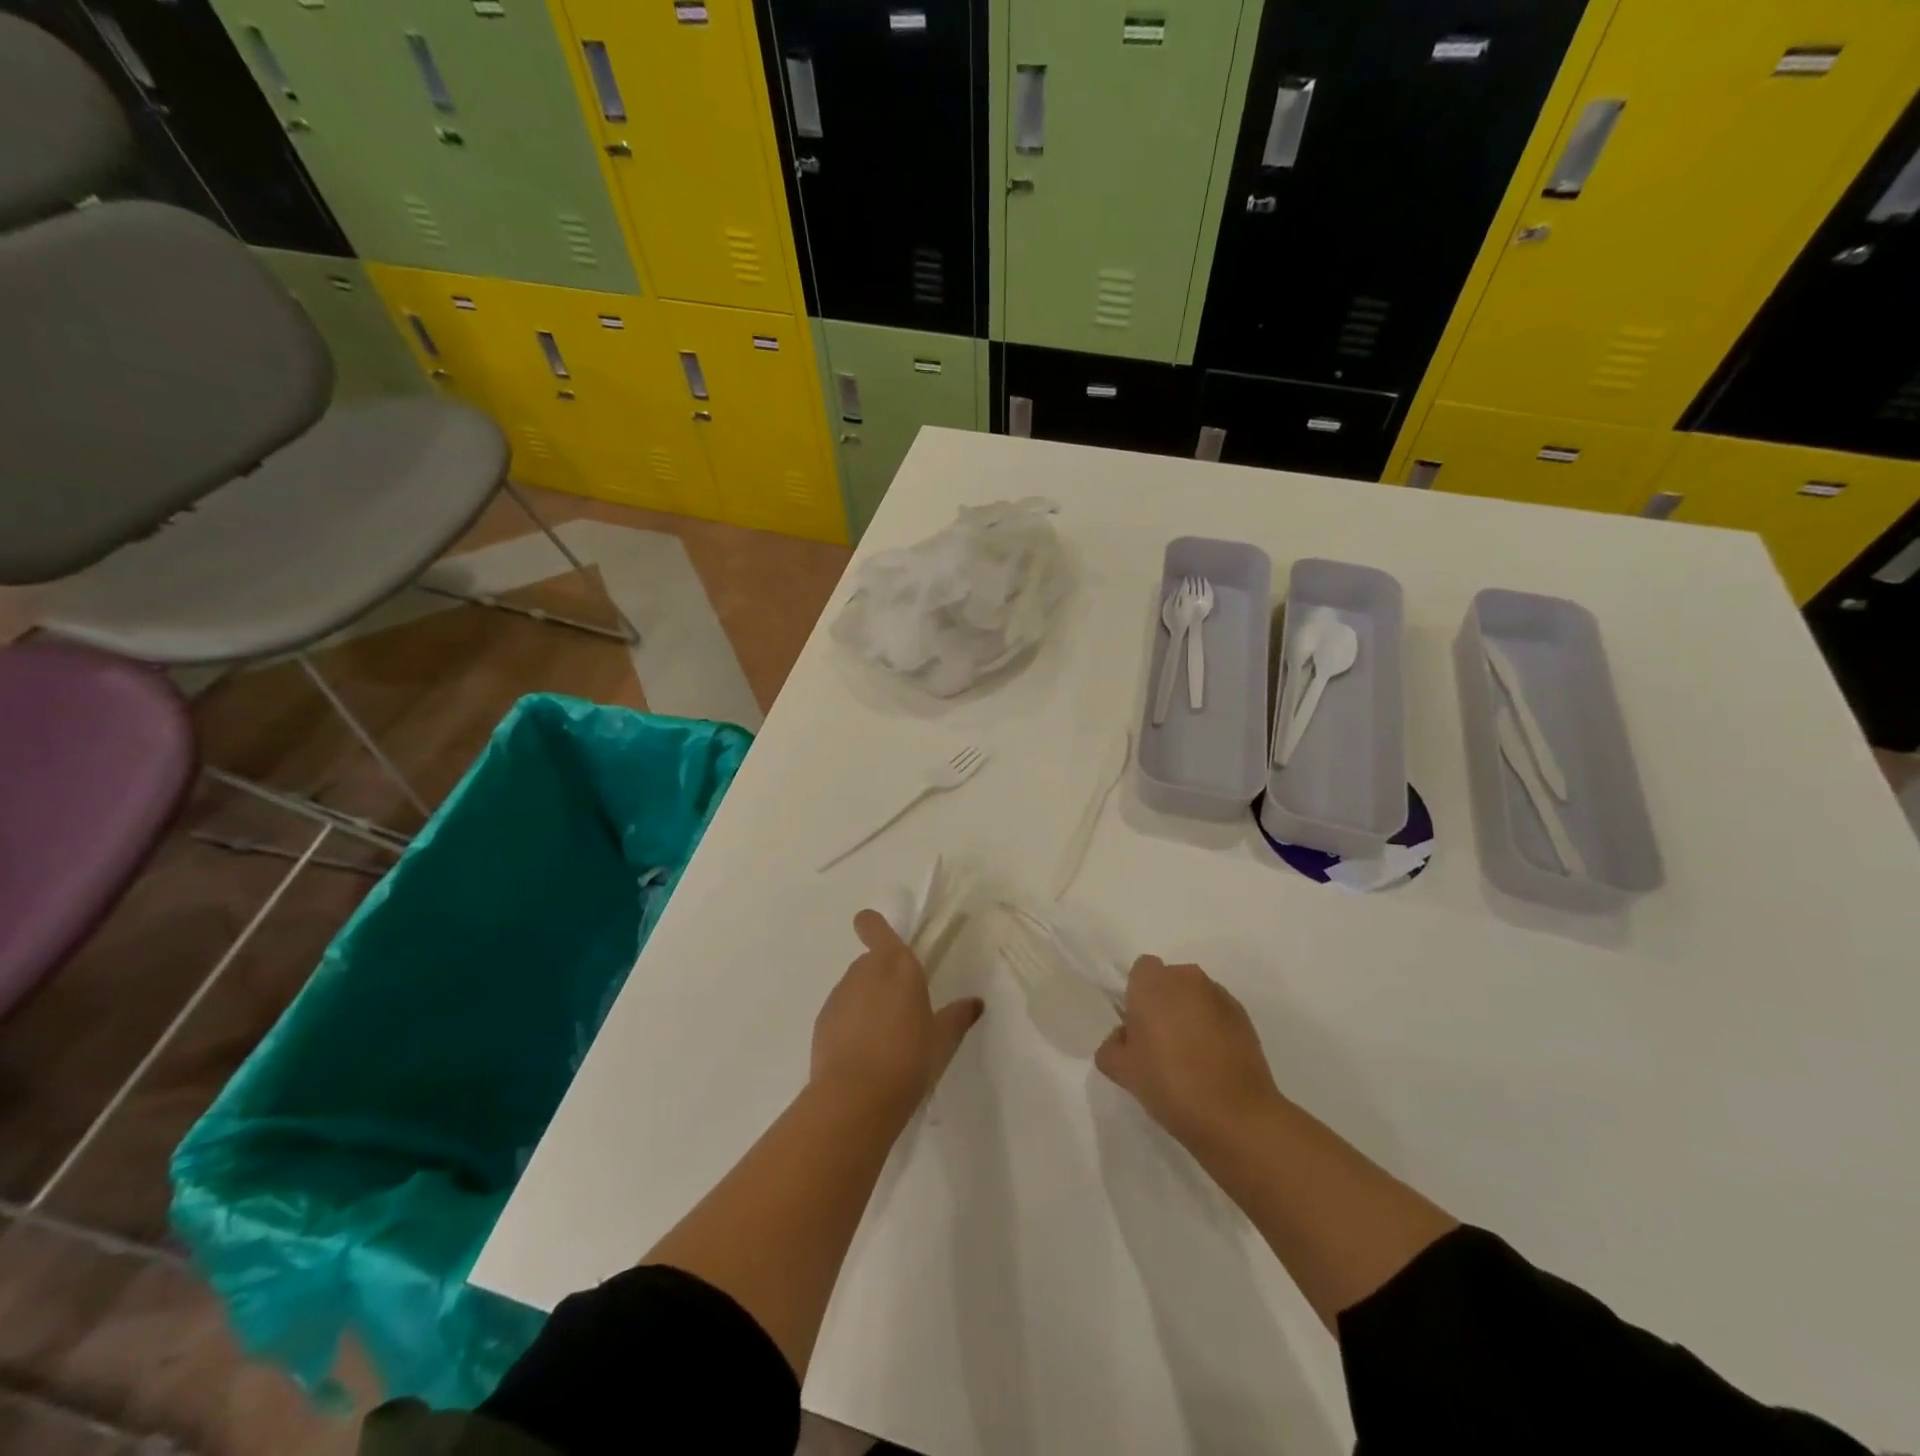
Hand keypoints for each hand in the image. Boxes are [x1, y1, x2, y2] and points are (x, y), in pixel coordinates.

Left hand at [811, 910, 983, 1118]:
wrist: (855, 1098)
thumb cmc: (909, 1059)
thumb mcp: (942, 1040)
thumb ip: (957, 1017)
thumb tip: (975, 1003)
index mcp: (896, 965)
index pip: (874, 926)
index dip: (873, 926)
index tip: (878, 935)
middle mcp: (864, 971)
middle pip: (870, 961)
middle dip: (883, 978)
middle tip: (901, 1009)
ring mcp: (839, 995)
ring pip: (855, 987)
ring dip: (867, 1002)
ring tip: (884, 1039)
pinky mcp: (822, 1021)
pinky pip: (842, 1012)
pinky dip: (851, 1024)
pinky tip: (864, 1054)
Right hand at [1095, 956, 1282, 1151]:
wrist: (1236, 1117)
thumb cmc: (1170, 1084)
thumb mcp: (1121, 1071)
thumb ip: (1111, 1046)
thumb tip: (1124, 1039)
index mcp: (1153, 983)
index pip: (1140, 971)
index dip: (1136, 996)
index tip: (1137, 1028)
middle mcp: (1187, 979)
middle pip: (1169, 981)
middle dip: (1163, 1004)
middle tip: (1159, 1044)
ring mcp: (1220, 996)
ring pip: (1194, 997)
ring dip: (1189, 1015)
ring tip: (1190, 1058)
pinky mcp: (1245, 1017)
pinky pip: (1217, 1013)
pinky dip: (1212, 1029)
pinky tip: (1212, 1064)